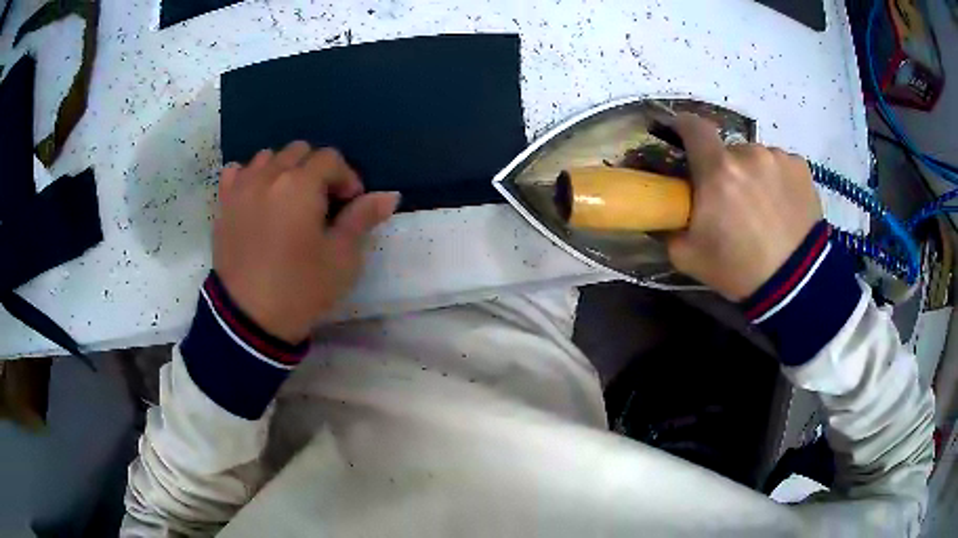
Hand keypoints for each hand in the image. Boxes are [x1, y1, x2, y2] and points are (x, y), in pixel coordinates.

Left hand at [214, 142, 398, 342]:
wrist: (249, 320)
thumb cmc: (301, 289)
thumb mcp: (342, 258)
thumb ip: (363, 219)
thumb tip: (390, 195)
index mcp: (300, 185)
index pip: (331, 159)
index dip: (347, 177)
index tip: (351, 204)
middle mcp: (269, 176)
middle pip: (299, 151)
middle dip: (317, 170)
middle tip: (322, 202)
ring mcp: (242, 188)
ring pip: (267, 157)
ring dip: (284, 170)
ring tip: (288, 200)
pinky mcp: (224, 205)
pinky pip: (236, 172)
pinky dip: (250, 176)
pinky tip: (257, 196)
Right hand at [666, 114, 822, 300]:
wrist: (797, 285)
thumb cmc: (739, 269)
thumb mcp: (688, 256)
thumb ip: (670, 224)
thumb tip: (667, 209)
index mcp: (717, 170)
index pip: (692, 127)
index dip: (682, 126)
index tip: (679, 135)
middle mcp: (748, 153)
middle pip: (728, 151)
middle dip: (725, 169)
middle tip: (732, 201)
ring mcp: (778, 158)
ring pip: (756, 157)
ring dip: (753, 174)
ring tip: (764, 209)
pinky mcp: (801, 167)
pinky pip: (780, 164)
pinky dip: (777, 179)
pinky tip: (784, 207)